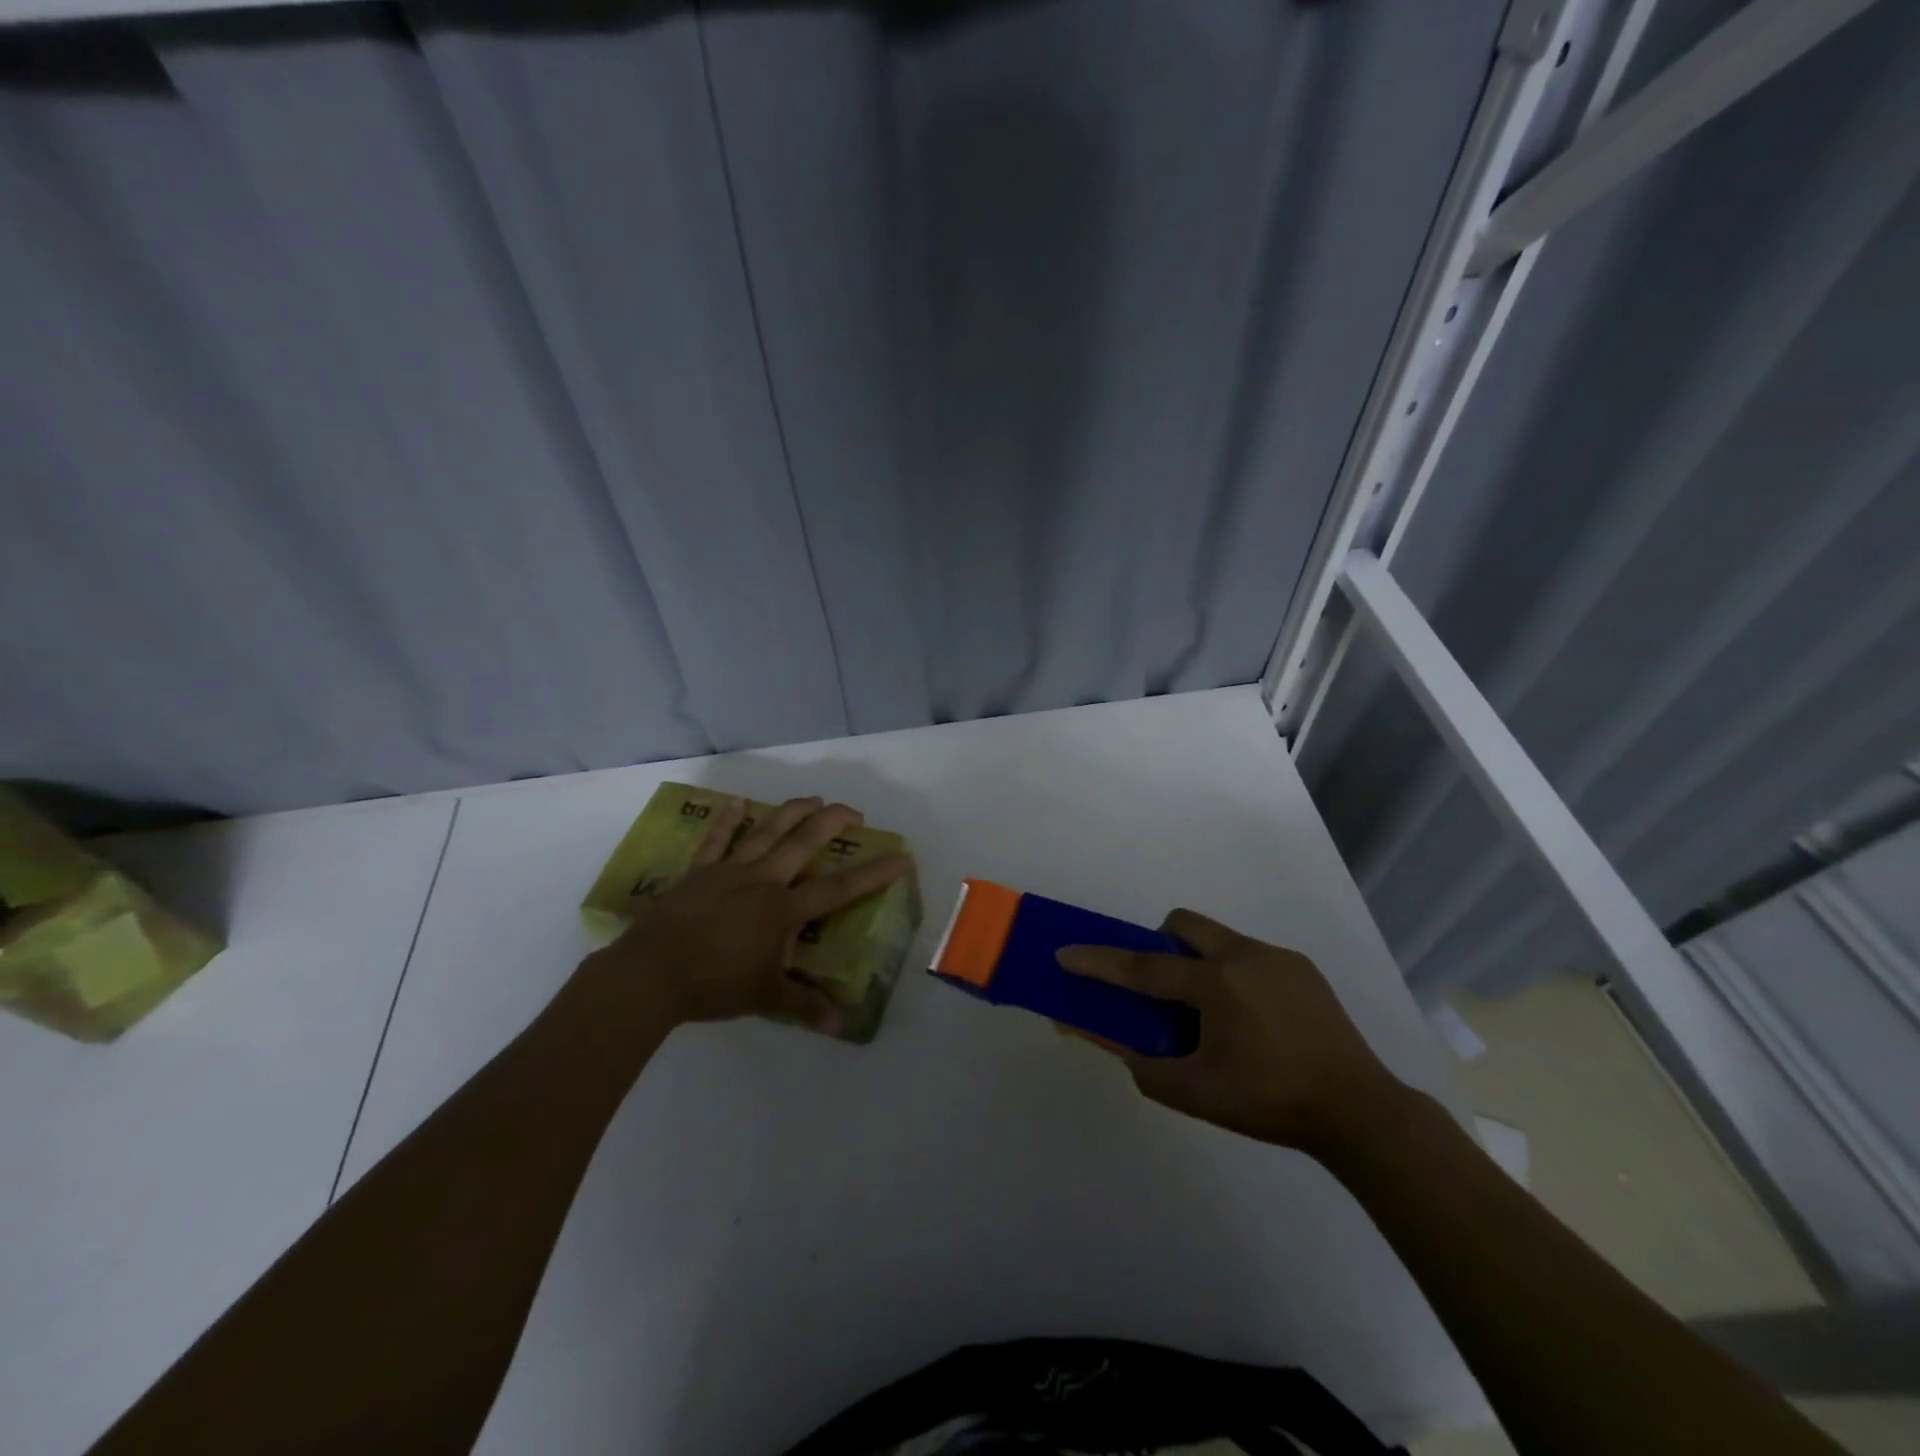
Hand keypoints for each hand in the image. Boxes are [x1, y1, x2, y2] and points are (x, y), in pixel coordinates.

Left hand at [585, 796, 911, 1035]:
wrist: (652, 974)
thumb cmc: (714, 984)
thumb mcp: (766, 997)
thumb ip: (804, 1005)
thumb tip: (841, 1027)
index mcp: (783, 909)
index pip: (839, 889)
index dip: (874, 873)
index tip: (901, 856)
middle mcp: (762, 880)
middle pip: (804, 842)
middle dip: (833, 822)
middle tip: (854, 812)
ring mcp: (729, 870)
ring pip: (767, 831)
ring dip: (792, 811)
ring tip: (813, 798)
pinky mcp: (699, 871)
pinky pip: (717, 839)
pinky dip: (728, 819)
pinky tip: (737, 802)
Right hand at [1056, 909, 1406, 1153]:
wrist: (1360, 1111)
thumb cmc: (1270, 1103)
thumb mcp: (1196, 1092)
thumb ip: (1141, 1064)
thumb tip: (1103, 1039)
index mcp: (1216, 983)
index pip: (1143, 966)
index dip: (1099, 961)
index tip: (1065, 953)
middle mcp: (1244, 955)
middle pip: (1183, 924)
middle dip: (1159, 943)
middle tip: (1161, 987)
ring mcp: (1277, 957)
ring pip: (1218, 938)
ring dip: (1199, 961)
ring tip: (1211, 1013)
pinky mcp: (1303, 968)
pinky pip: (1250, 956)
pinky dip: (1233, 975)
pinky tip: (1252, 1020)